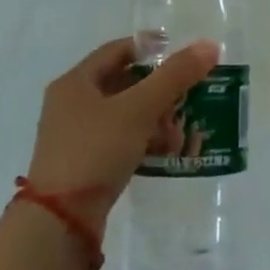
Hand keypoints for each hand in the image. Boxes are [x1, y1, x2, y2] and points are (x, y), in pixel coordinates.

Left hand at [25, 37, 219, 236]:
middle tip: (188, 96)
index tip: (183, 54)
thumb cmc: (95, 151)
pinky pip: (120, 140)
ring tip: (181, 130)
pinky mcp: (84, 164)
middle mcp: (71, 104)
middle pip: (123, 82)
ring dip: (155, 118)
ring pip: (124, 114)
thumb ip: (174, 76)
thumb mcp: (139, 109)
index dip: (151, 47)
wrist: (59, 223)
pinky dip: (143, 140)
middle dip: (159, 89)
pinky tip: (166, 152)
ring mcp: (75, 136)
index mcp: (75, 82)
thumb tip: (209, 45)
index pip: (118, 50)